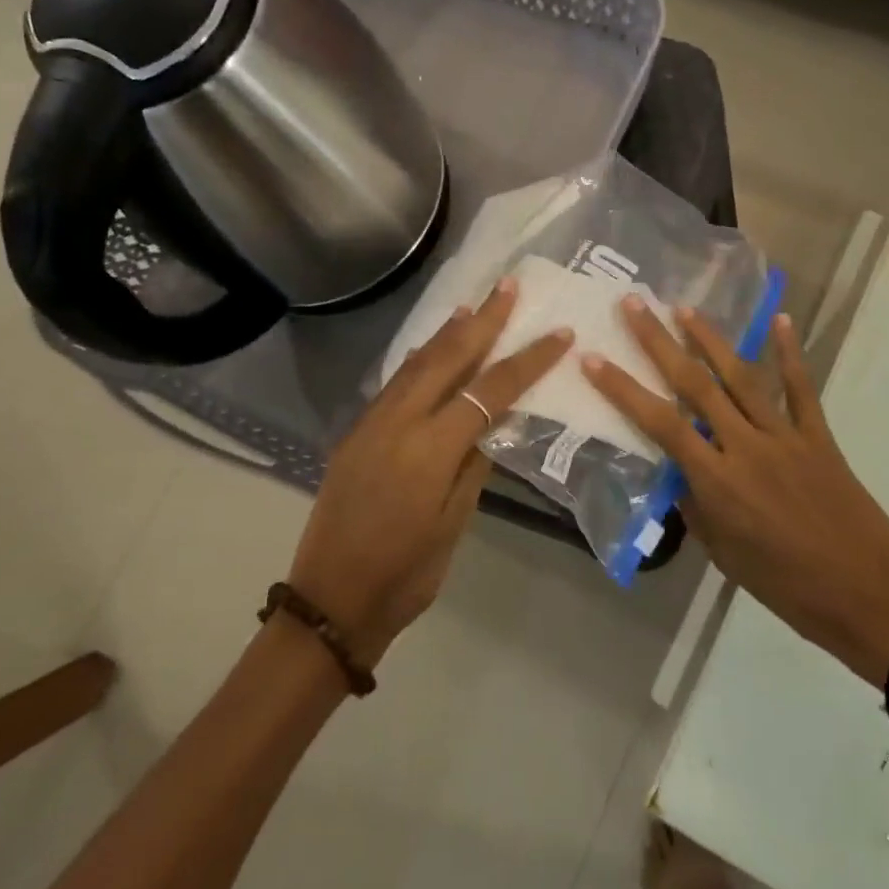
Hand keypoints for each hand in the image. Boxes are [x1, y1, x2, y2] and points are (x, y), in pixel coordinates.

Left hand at [287, 278, 570, 664]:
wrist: (331, 601)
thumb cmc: (405, 574)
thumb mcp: (454, 523)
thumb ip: (475, 464)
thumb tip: (494, 421)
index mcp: (429, 449)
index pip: (489, 391)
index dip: (527, 361)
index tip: (557, 335)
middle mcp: (397, 422)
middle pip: (447, 358)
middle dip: (483, 321)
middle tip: (508, 287)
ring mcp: (370, 424)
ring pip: (415, 363)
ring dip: (447, 333)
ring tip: (473, 306)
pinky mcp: (355, 433)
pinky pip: (394, 383)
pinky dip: (419, 359)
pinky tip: (431, 350)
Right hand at [583, 301, 888, 685]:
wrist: (867, 596)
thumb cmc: (787, 587)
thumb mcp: (725, 555)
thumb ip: (696, 506)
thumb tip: (680, 472)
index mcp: (717, 481)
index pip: (659, 423)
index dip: (623, 388)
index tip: (594, 358)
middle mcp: (746, 446)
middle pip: (695, 385)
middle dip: (659, 342)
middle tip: (635, 304)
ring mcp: (785, 436)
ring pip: (741, 377)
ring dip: (710, 339)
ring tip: (685, 308)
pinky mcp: (818, 436)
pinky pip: (801, 389)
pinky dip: (790, 353)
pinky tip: (780, 320)